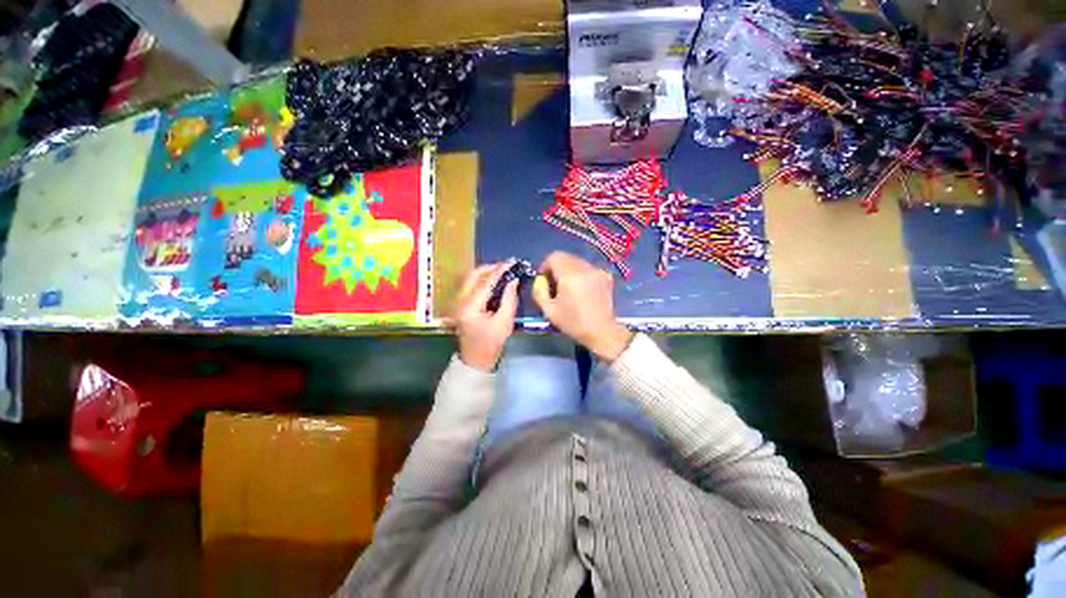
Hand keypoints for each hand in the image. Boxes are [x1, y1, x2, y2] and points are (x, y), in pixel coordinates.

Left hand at [450, 262, 518, 370]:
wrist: (475, 360)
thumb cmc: (491, 344)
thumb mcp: (504, 323)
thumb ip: (509, 299)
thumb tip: (513, 280)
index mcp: (470, 307)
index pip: (486, 282)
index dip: (500, 271)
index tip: (513, 262)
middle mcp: (460, 300)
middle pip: (474, 275)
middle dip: (491, 267)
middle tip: (507, 266)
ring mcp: (458, 302)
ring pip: (471, 279)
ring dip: (487, 272)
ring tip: (503, 272)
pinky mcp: (460, 304)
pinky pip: (471, 285)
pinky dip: (483, 280)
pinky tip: (495, 282)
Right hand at [532, 252, 632, 361]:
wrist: (602, 332)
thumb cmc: (574, 323)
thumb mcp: (549, 310)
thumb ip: (539, 291)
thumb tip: (540, 280)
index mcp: (570, 275)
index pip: (554, 257)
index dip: (545, 266)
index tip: (544, 280)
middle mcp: (585, 268)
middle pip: (566, 257)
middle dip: (556, 268)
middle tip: (554, 285)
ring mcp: (598, 270)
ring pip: (577, 262)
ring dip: (568, 270)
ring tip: (568, 288)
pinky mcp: (606, 276)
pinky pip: (588, 268)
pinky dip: (581, 274)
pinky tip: (581, 290)